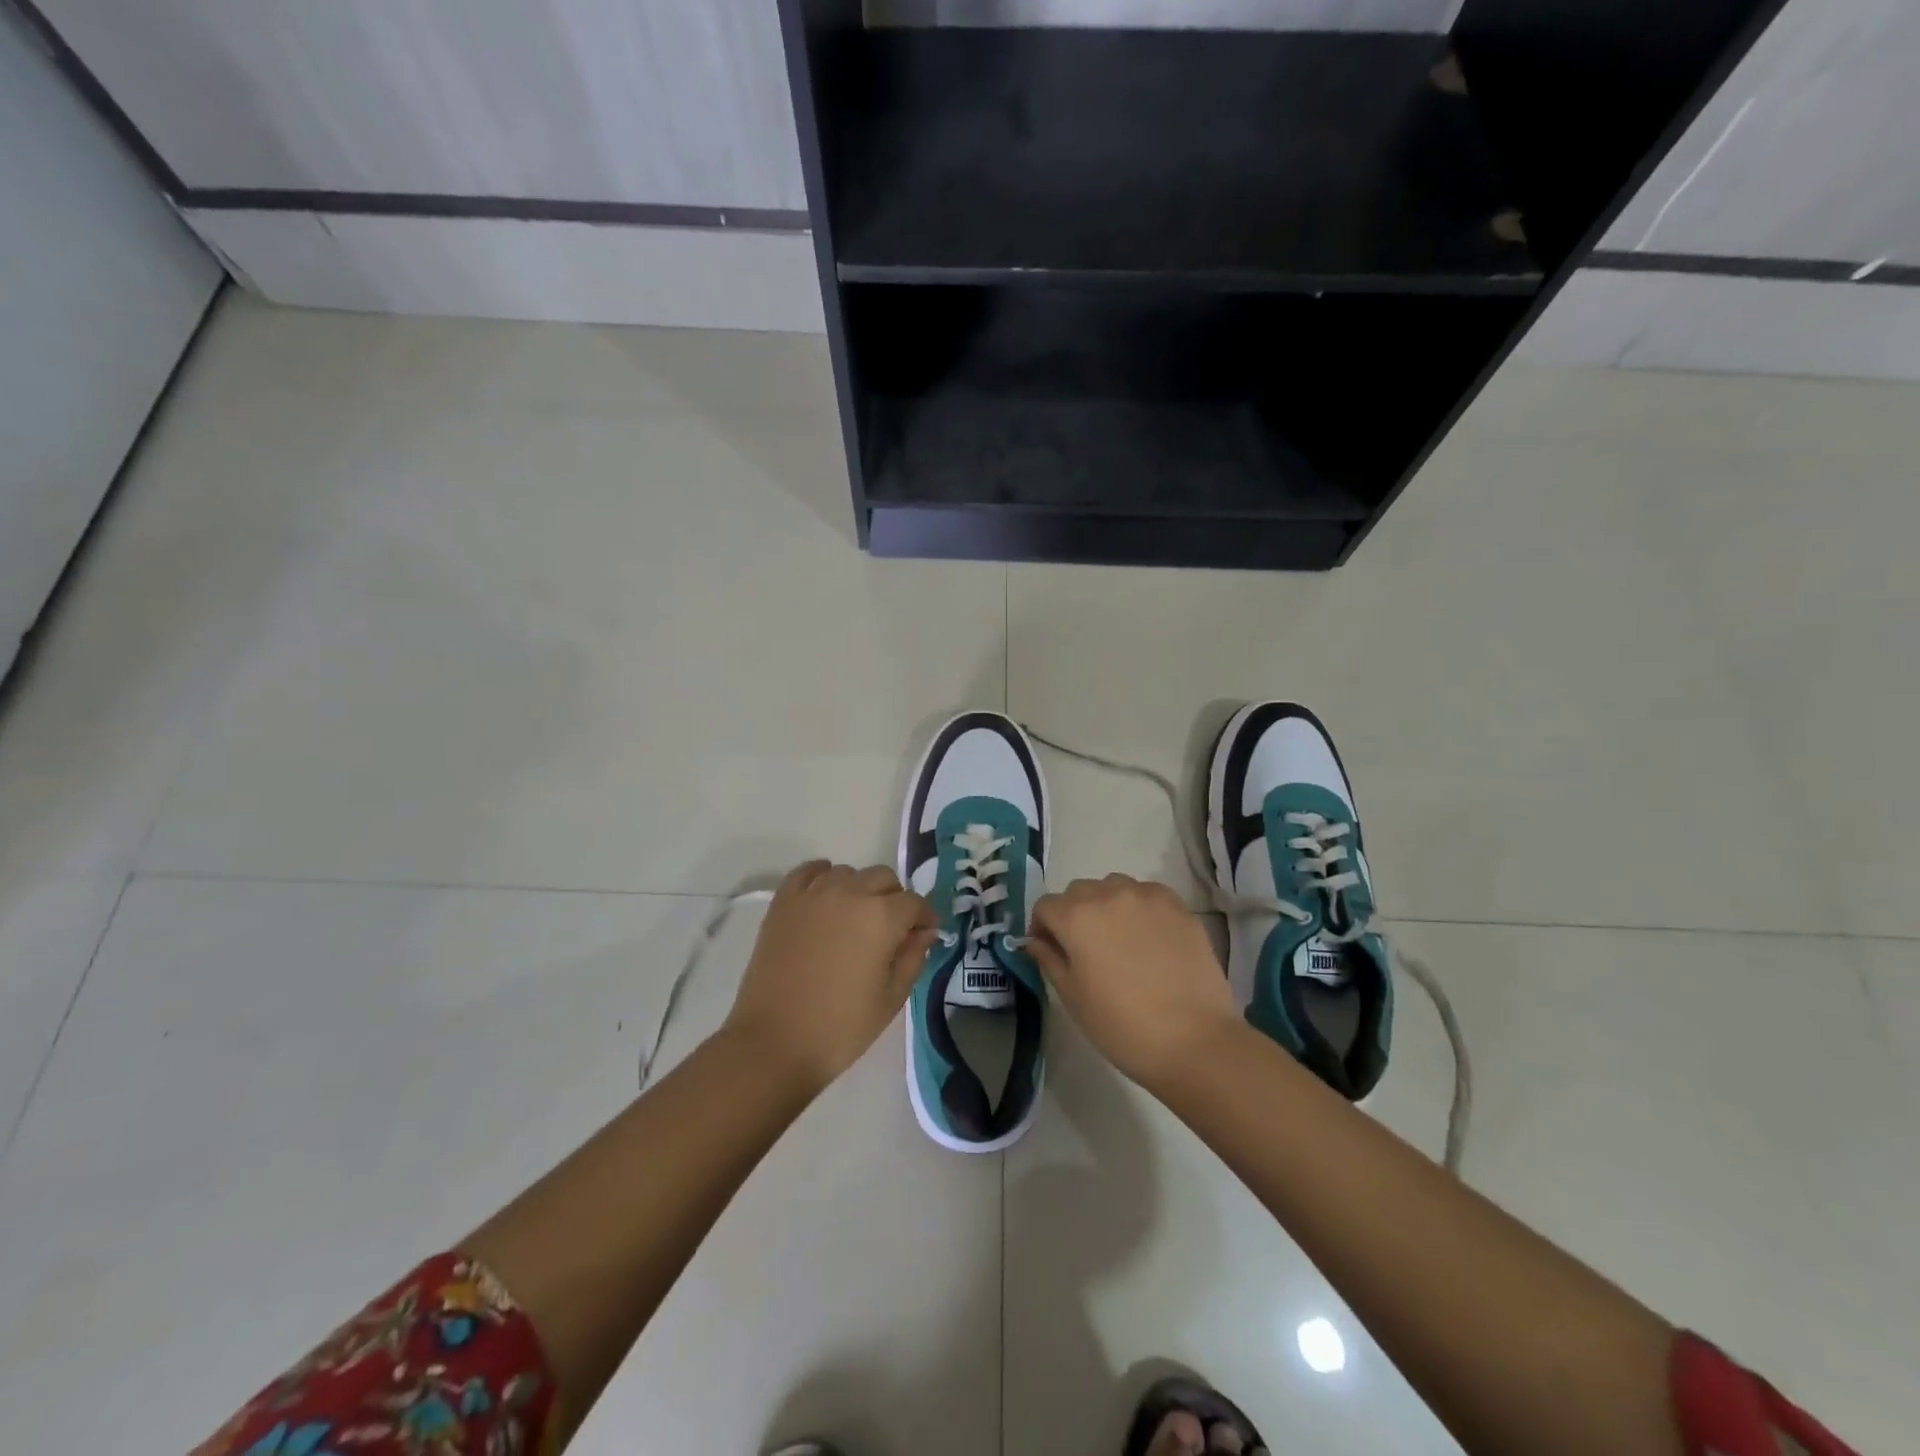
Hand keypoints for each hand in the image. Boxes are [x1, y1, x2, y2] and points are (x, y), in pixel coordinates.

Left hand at [723, 860, 936, 1094]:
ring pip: (848, 873)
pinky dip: (822, 876)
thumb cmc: (840, 1027)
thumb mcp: (891, 998)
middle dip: (895, 900)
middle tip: (890, 931)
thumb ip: (913, 957)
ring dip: (859, 889)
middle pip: (883, 878)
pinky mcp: (784, 902)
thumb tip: (923, 932)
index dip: (924, 918)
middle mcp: (850, 893)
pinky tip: (825, 897)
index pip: (914, 902)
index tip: (923, 935)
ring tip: (855, 919)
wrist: (774, 1042)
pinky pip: (808, 871)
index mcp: (881, 917)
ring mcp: (813, 894)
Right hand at [1027, 874, 1242, 1090]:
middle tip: (1085, 950)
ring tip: (1119, 941)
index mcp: (1076, 917)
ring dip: (1107, 906)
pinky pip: (1146, 894)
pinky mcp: (1177, 905)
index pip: (1045, 906)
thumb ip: (1049, 959)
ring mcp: (1146, 896)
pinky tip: (1149, 939)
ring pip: (1113, 887)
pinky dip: (1139, 908)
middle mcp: (1108, 894)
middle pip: (1078, 892)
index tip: (1051, 951)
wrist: (1194, 1040)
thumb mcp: (1073, 998)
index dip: (1042, 928)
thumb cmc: (1122, 1026)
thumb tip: (1035, 941)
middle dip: (1073, 914)